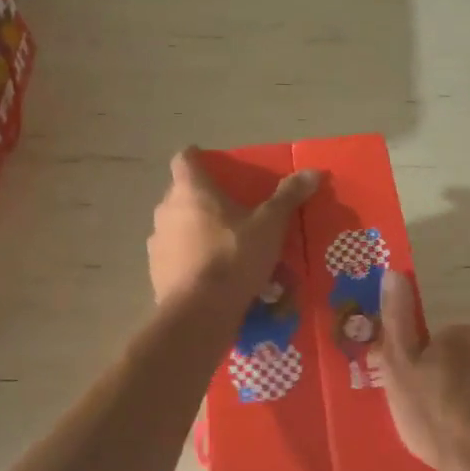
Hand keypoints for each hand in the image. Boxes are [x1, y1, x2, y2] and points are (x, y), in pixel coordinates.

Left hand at [147, 147, 318, 306]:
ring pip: (177, 227)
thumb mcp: (269, 225)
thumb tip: (313, 171)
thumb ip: (288, 197)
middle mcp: (166, 211)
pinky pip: (177, 257)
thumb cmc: (234, 256)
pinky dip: (192, 259)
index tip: (212, 163)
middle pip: (182, 194)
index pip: (185, 159)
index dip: (197, 157)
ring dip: (196, 230)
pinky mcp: (156, 273)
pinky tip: (213, 275)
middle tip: (231, 209)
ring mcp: (157, 243)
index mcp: (191, 191)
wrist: (199, 313)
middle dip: (203, 198)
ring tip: (224, 245)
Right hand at [378, 270, 469, 470]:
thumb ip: (396, 320)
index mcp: (460, 336)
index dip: (428, 368)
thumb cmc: (435, 416)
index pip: (441, 344)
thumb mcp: (399, 368)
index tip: (420, 395)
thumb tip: (394, 272)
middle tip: (442, 417)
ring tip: (467, 433)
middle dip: (459, 381)